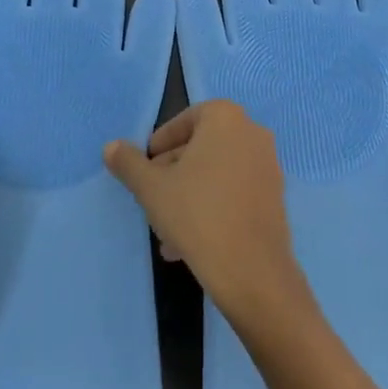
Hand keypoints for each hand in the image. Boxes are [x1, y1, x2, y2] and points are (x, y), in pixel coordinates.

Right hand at [104, 100, 309, 327]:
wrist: (251, 271)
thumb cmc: (197, 215)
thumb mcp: (151, 188)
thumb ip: (129, 163)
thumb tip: (111, 146)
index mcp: (225, 118)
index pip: (184, 121)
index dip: (161, 144)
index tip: (145, 169)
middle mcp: (252, 132)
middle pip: (201, 147)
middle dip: (174, 173)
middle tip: (152, 199)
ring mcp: (268, 164)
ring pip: (217, 173)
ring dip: (189, 195)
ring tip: (166, 231)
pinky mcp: (276, 196)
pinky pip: (235, 192)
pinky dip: (213, 207)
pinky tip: (190, 243)